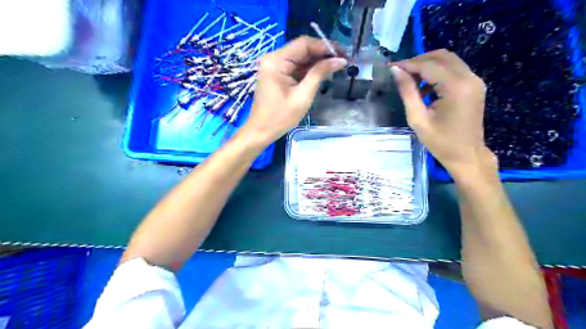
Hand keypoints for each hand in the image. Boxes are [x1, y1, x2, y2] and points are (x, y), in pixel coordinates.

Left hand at [239, 34, 344, 145]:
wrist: (261, 131)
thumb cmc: (280, 117)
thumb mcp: (303, 96)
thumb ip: (319, 74)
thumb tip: (339, 60)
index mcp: (276, 61)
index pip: (304, 44)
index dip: (325, 46)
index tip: (343, 53)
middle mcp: (274, 58)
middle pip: (302, 49)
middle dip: (323, 54)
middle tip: (343, 60)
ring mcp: (275, 66)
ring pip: (301, 58)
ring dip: (318, 62)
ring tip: (337, 66)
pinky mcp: (277, 74)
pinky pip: (296, 67)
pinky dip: (309, 70)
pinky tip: (323, 73)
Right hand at [390, 49, 495, 176]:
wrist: (466, 155)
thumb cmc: (440, 142)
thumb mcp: (418, 119)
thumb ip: (407, 92)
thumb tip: (396, 71)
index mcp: (456, 87)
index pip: (428, 65)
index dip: (407, 64)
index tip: (390, 67)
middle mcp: (469, 78)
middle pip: (441, 56)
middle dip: (417, 61)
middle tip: (399, 72)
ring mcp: (474, 81)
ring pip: (448, 60)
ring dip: (427, 65)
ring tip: (409, 80)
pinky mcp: (474, 85)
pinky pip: (453, 70)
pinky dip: (437, 72)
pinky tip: (424, 88)